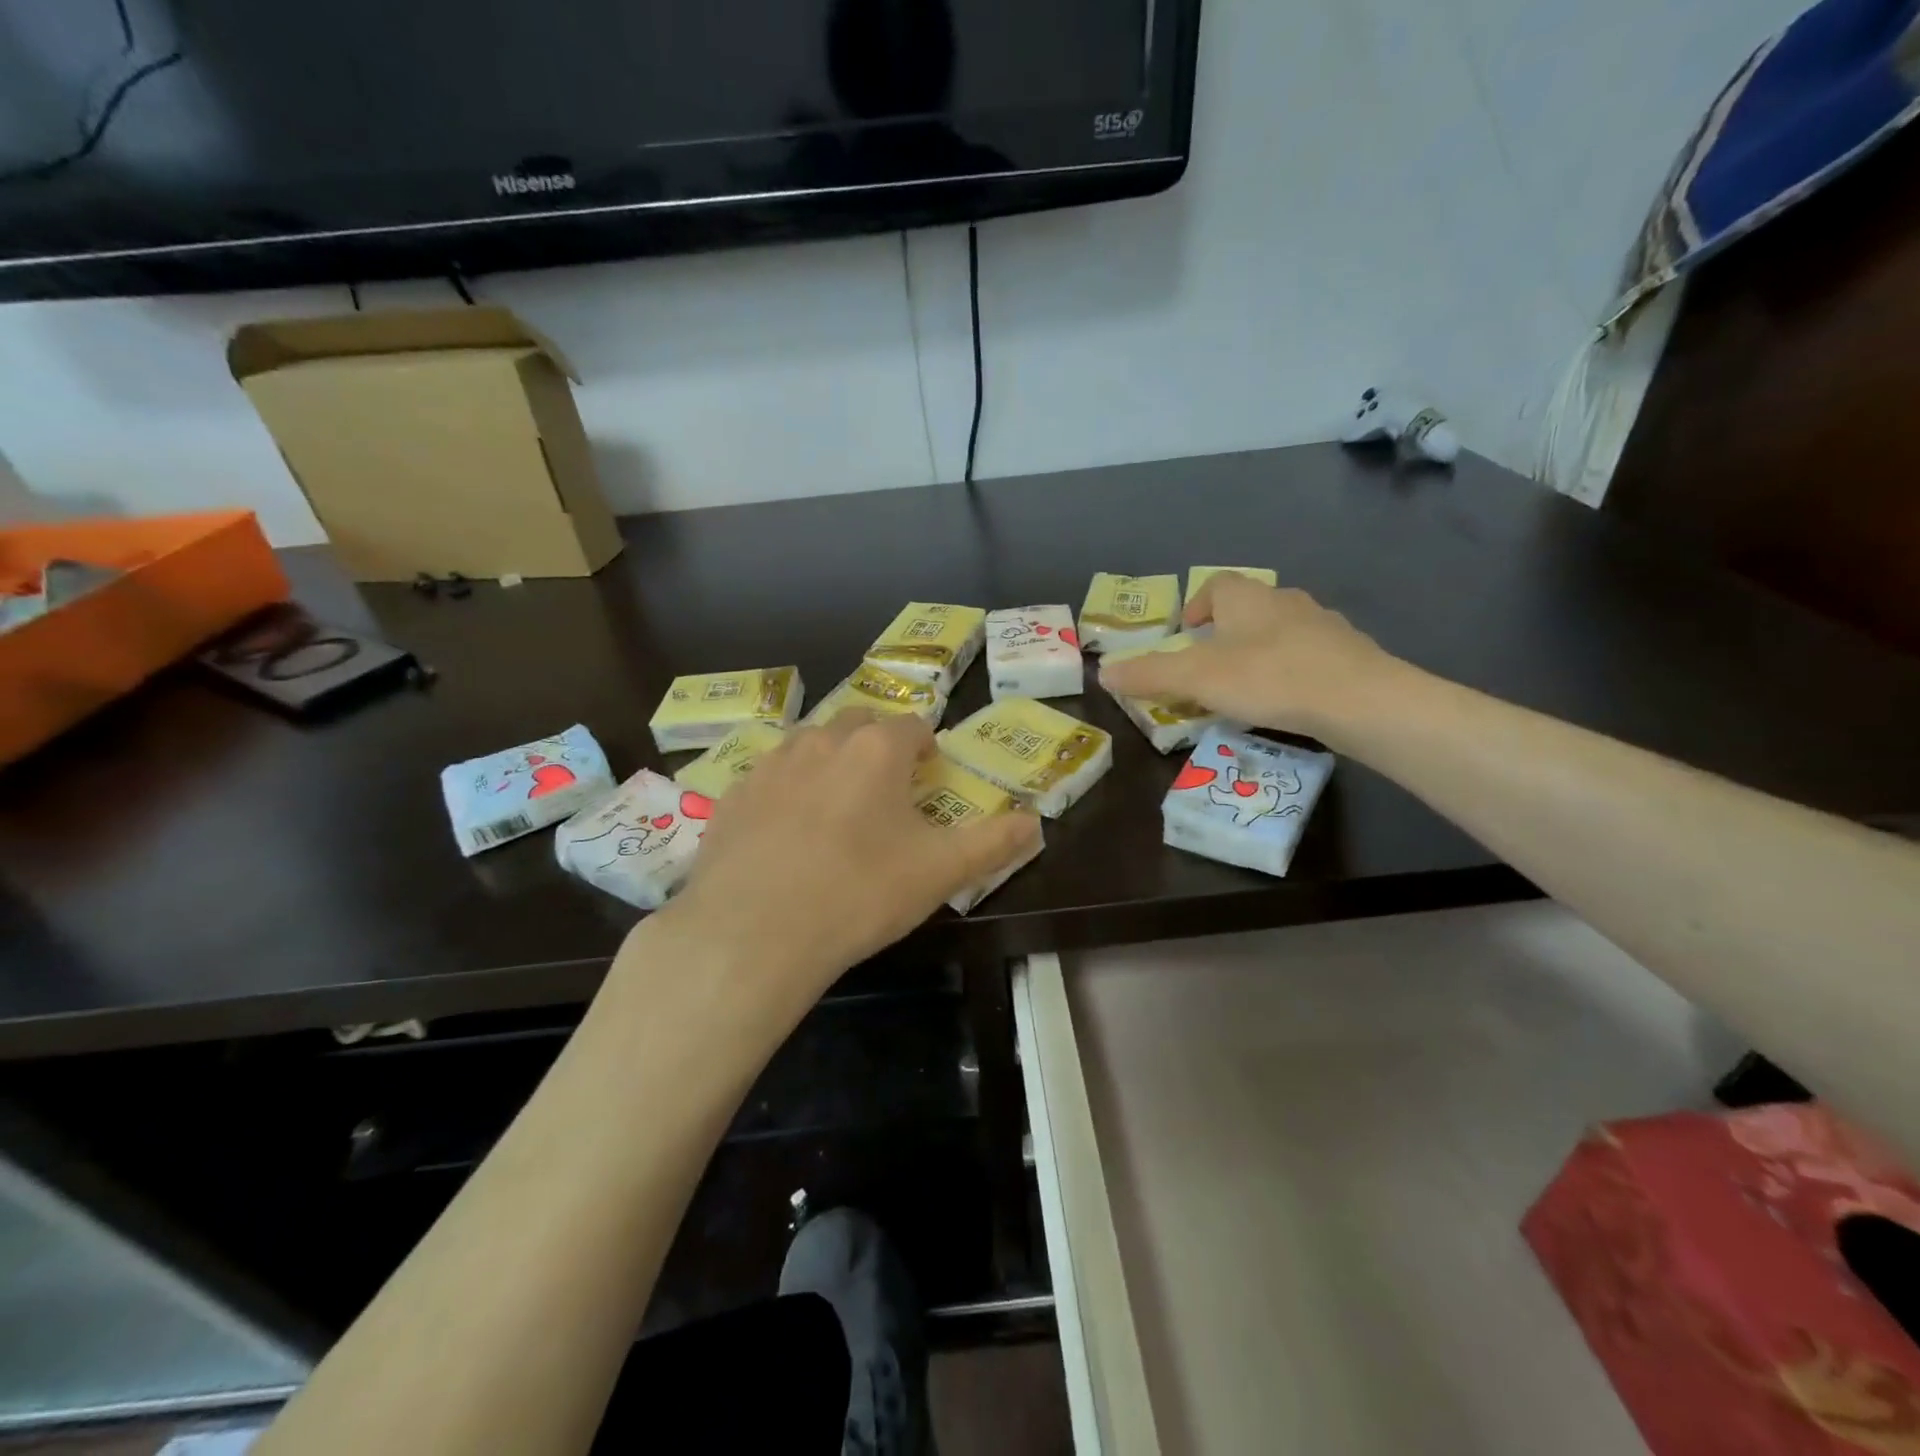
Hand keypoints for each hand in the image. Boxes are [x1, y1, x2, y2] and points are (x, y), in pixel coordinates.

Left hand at [660, 711, 1040, 996]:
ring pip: (808, 745)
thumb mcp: (940, 872)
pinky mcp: (731, 798)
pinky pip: (767, 780)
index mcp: (876, 749)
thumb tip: (1034, 821)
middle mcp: (820, 741)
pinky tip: (784, 836)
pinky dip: (784, 793)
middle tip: (885, 790)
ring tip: (836, 808)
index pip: (912, 726)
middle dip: (877, 745)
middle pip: (858, 723)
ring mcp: (769, 766)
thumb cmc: (860, 893)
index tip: (929, 776)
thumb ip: (993, 842)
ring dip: (829, 762)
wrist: (753, 933)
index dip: (926, 748)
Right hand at [1097, 575, 1408, 741]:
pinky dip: (1292, 669)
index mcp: (1248, 598)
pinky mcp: (1350, 654)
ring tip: (1247, 686)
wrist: (1360, 700)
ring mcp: (1323, 625)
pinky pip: (1309, 654)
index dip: (1197, 604)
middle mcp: (1286, 601)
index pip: (1217, 583)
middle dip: (1226, 631)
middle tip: (1210, 664)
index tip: (1186, 632)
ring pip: (1281, 630)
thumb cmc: (1269, 678)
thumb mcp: (1197, 678)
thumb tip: (1103, 672)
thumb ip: (1149, 674)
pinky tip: (1288, 700)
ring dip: (1260, 650)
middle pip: (1249, 606)